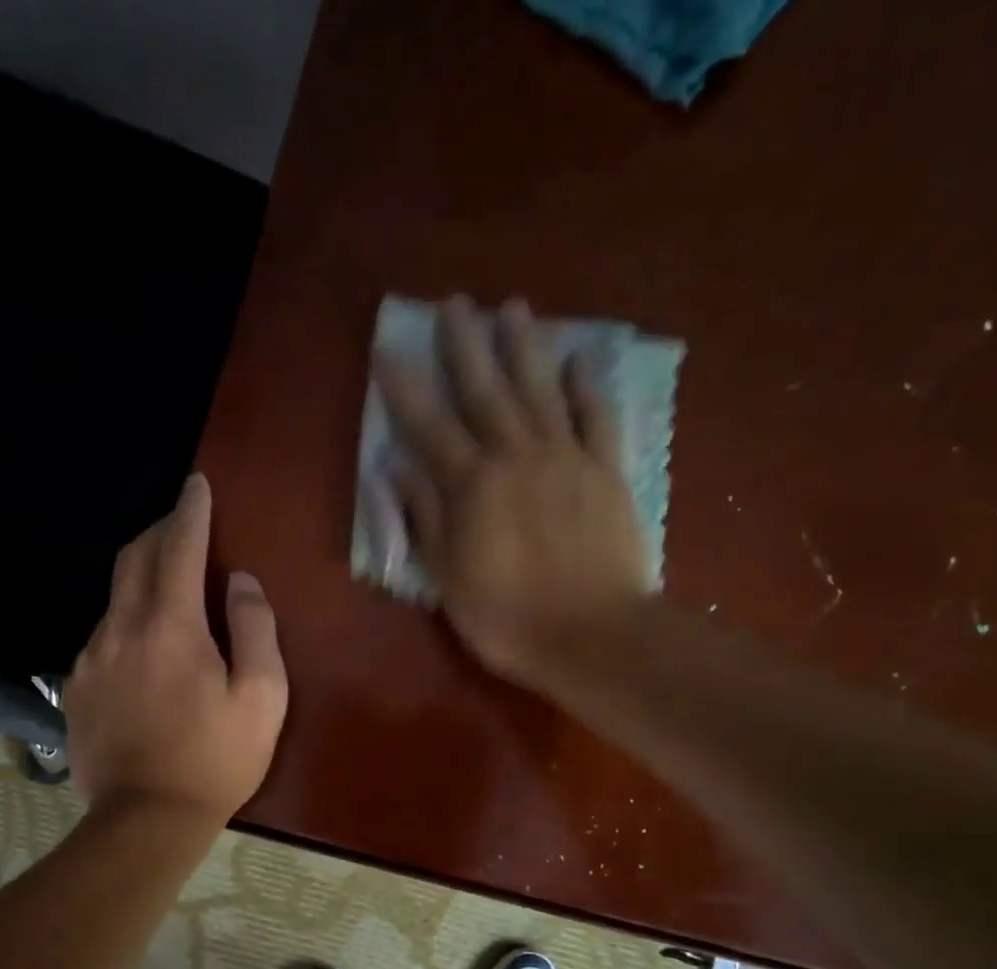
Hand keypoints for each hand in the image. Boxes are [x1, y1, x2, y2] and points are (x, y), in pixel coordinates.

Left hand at [64, 473, 287, 823]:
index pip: (179, 548)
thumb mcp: (262, 697)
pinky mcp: (76, 688)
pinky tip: (142, 643)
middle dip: (159, 531)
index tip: (196, 485)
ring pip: (114, 597)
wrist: (145, 819)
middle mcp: (121, 630)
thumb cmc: (215, 760)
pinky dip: (126, 620)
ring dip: (141, 576)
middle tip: (181, 522)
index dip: (190, 511)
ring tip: (167, 583)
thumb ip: (255, 630)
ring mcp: (90, 659)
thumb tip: (242, 583)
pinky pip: (102, 635)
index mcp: (171, 627)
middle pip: (135, 558)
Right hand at [375, 295, 649, 686]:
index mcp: (472, 486)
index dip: (406, 389)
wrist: (594, 635)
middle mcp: (517, 457)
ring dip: (523, 348)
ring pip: (540, 391)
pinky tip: (580, 359)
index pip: (430, 427)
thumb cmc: (508, 618)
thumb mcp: (448, 579)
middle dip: (465, 346)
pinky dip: (587, 386)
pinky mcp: (606, 472)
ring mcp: (567, 459)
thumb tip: (396, 467)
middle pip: (486, 391)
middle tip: (453, 304)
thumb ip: (425, 517)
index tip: (389, 350)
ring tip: (512, 307)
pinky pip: (596, 417)